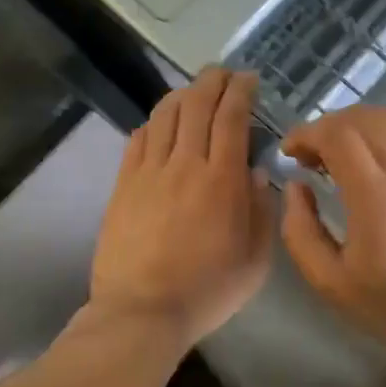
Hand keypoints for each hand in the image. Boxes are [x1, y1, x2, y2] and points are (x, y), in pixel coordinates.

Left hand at [90, 69, 273, 349]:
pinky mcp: (124, 184)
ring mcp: (149, 171)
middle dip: (213, 80)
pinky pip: (138, 138)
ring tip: (194, 90)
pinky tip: (162, 123)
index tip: (249, 79)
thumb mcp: (255, 259)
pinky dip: (154, 122)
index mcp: (221, 179)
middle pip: (197, 104)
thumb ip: (261, 210)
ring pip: (165, 114)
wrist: (141, 313)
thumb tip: (255, 171)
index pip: (231, 117)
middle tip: (224, 73)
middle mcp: (185, 164)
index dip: (240, 90)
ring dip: (183, 93)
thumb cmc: (207, 289)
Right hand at [279, 106, 385, 354]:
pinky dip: (375, 141)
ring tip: (333, 158)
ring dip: (352, 128)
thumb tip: (296, 186)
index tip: (289, 152)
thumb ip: (300, 230)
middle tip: (308, 155)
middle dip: (327, 126)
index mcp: (376, 197)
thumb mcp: (329, 281)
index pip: (338, 135)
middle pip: (362, 118)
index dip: (307, 133)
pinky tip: (364, 171)